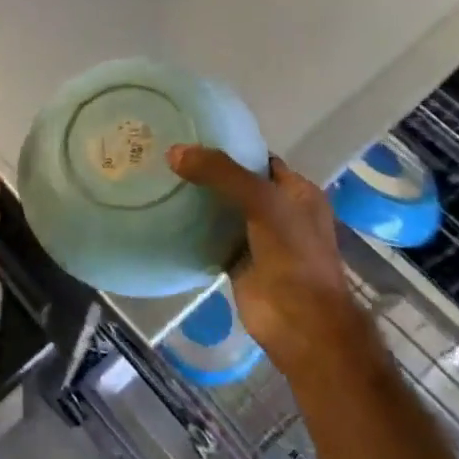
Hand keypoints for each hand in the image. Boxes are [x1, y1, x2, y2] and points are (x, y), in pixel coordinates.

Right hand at [167, 145, 367, 360]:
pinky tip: (165, 214)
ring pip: (222, 211)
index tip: (192, 135)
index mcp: (297, 193)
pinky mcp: (237, 262)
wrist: (300, 322)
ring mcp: (258, 239)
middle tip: (166, 156)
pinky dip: (191, 229)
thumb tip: (173, 152)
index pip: (259, 159)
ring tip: (159, 179)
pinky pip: (210, 238)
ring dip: (197, 200)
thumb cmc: (293, 254)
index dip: (230, 147)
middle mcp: (279, 212)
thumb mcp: (262, 201)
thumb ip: (221, 173)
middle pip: (237, 184)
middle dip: (207, 172)